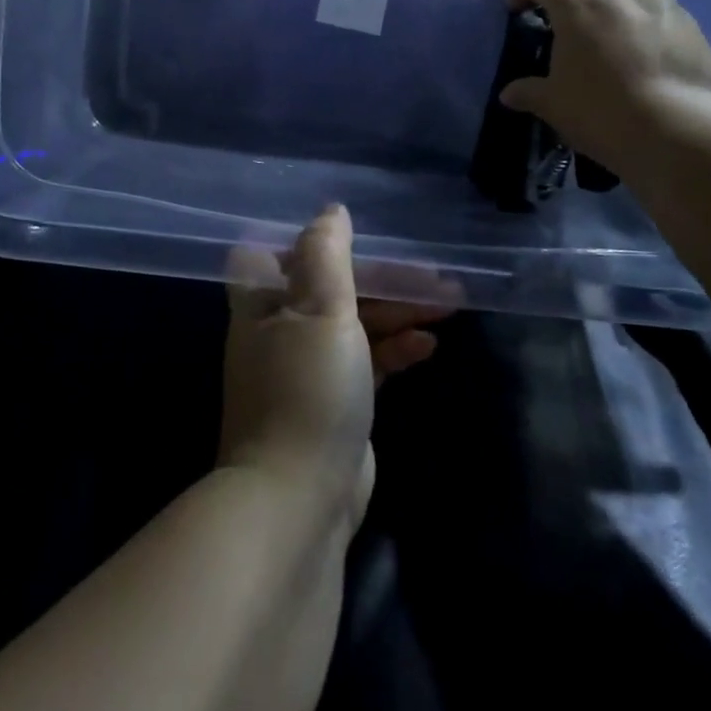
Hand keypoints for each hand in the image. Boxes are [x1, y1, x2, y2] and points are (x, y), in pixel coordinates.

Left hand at [219, 208, 451, 532]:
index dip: (311, 242)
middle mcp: (280, 330)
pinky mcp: (335, 403)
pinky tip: (429, 346)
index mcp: (263, 302)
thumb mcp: (320, 309)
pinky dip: (395, 350)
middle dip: (382, 279)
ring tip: (447, 303)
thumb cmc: (307, 389)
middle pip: (333, 288)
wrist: (299, 500)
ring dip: (397, 312)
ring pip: (355, 324)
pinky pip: (367, 361)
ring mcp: (307, 369)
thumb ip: (327, 255)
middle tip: (434, 276)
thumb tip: (332, 211)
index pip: (275, 254)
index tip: (355, 235)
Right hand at [497, 0, 710, 180]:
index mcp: (578, 5)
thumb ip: (530, 92)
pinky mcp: (694, 27)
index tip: (517, 7)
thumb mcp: (554, 105)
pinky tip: (650, 43)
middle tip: (572, 14)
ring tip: (618, 13)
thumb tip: (509, 93)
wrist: (677, 131)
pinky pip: (669, 7)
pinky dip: (652, 16)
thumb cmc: (601, 111)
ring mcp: (663, 6)